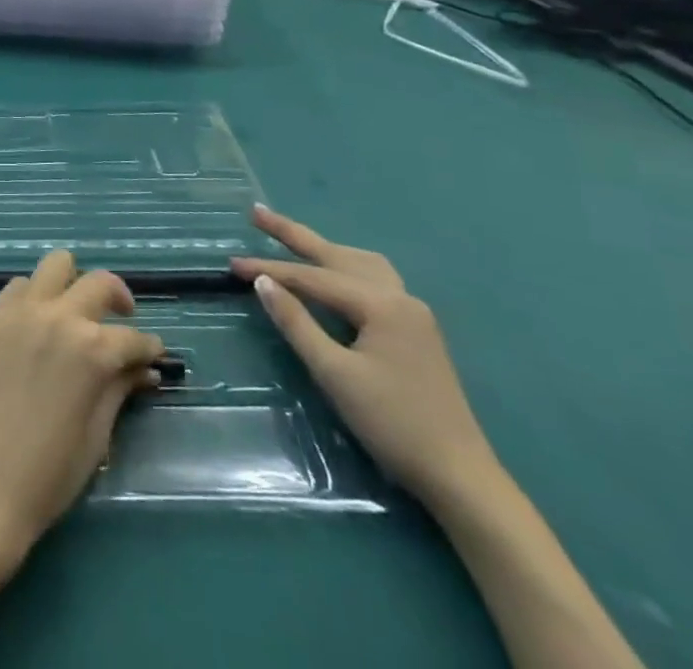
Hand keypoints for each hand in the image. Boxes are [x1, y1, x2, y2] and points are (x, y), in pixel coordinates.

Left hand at [0, 251, 165, 563]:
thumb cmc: (49, 473)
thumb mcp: (97, 433)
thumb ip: (119, 388)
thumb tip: (144, 369)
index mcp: (92, 350)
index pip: (133, 337)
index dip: (148, 348)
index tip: (153, 355)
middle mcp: (59, 317)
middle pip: (100, 283)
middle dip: (119, 300)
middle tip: (120, 321)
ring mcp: (21, 311)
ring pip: (56, 264)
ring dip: (73, 284)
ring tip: (75, 312)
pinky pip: (19, 286)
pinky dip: (35, 296)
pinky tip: (37, 323)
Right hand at [233, 207, 497, 507]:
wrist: (461, 478)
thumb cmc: (393, 425)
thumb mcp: (335, 374)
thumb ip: (297, 323)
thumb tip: (262, 282)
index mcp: (381, 303)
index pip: (313, 277)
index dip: (269, 269)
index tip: (231, 265)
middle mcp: (399, 297)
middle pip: (337, 256)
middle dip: (294, 235)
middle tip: (257, 214)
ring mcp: (412, 313)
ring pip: (360, 264)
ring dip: (324, 249)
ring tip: (293, 240)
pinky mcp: (416, 331)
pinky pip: (374, 280)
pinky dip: (345, 268)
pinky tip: (335, 276)